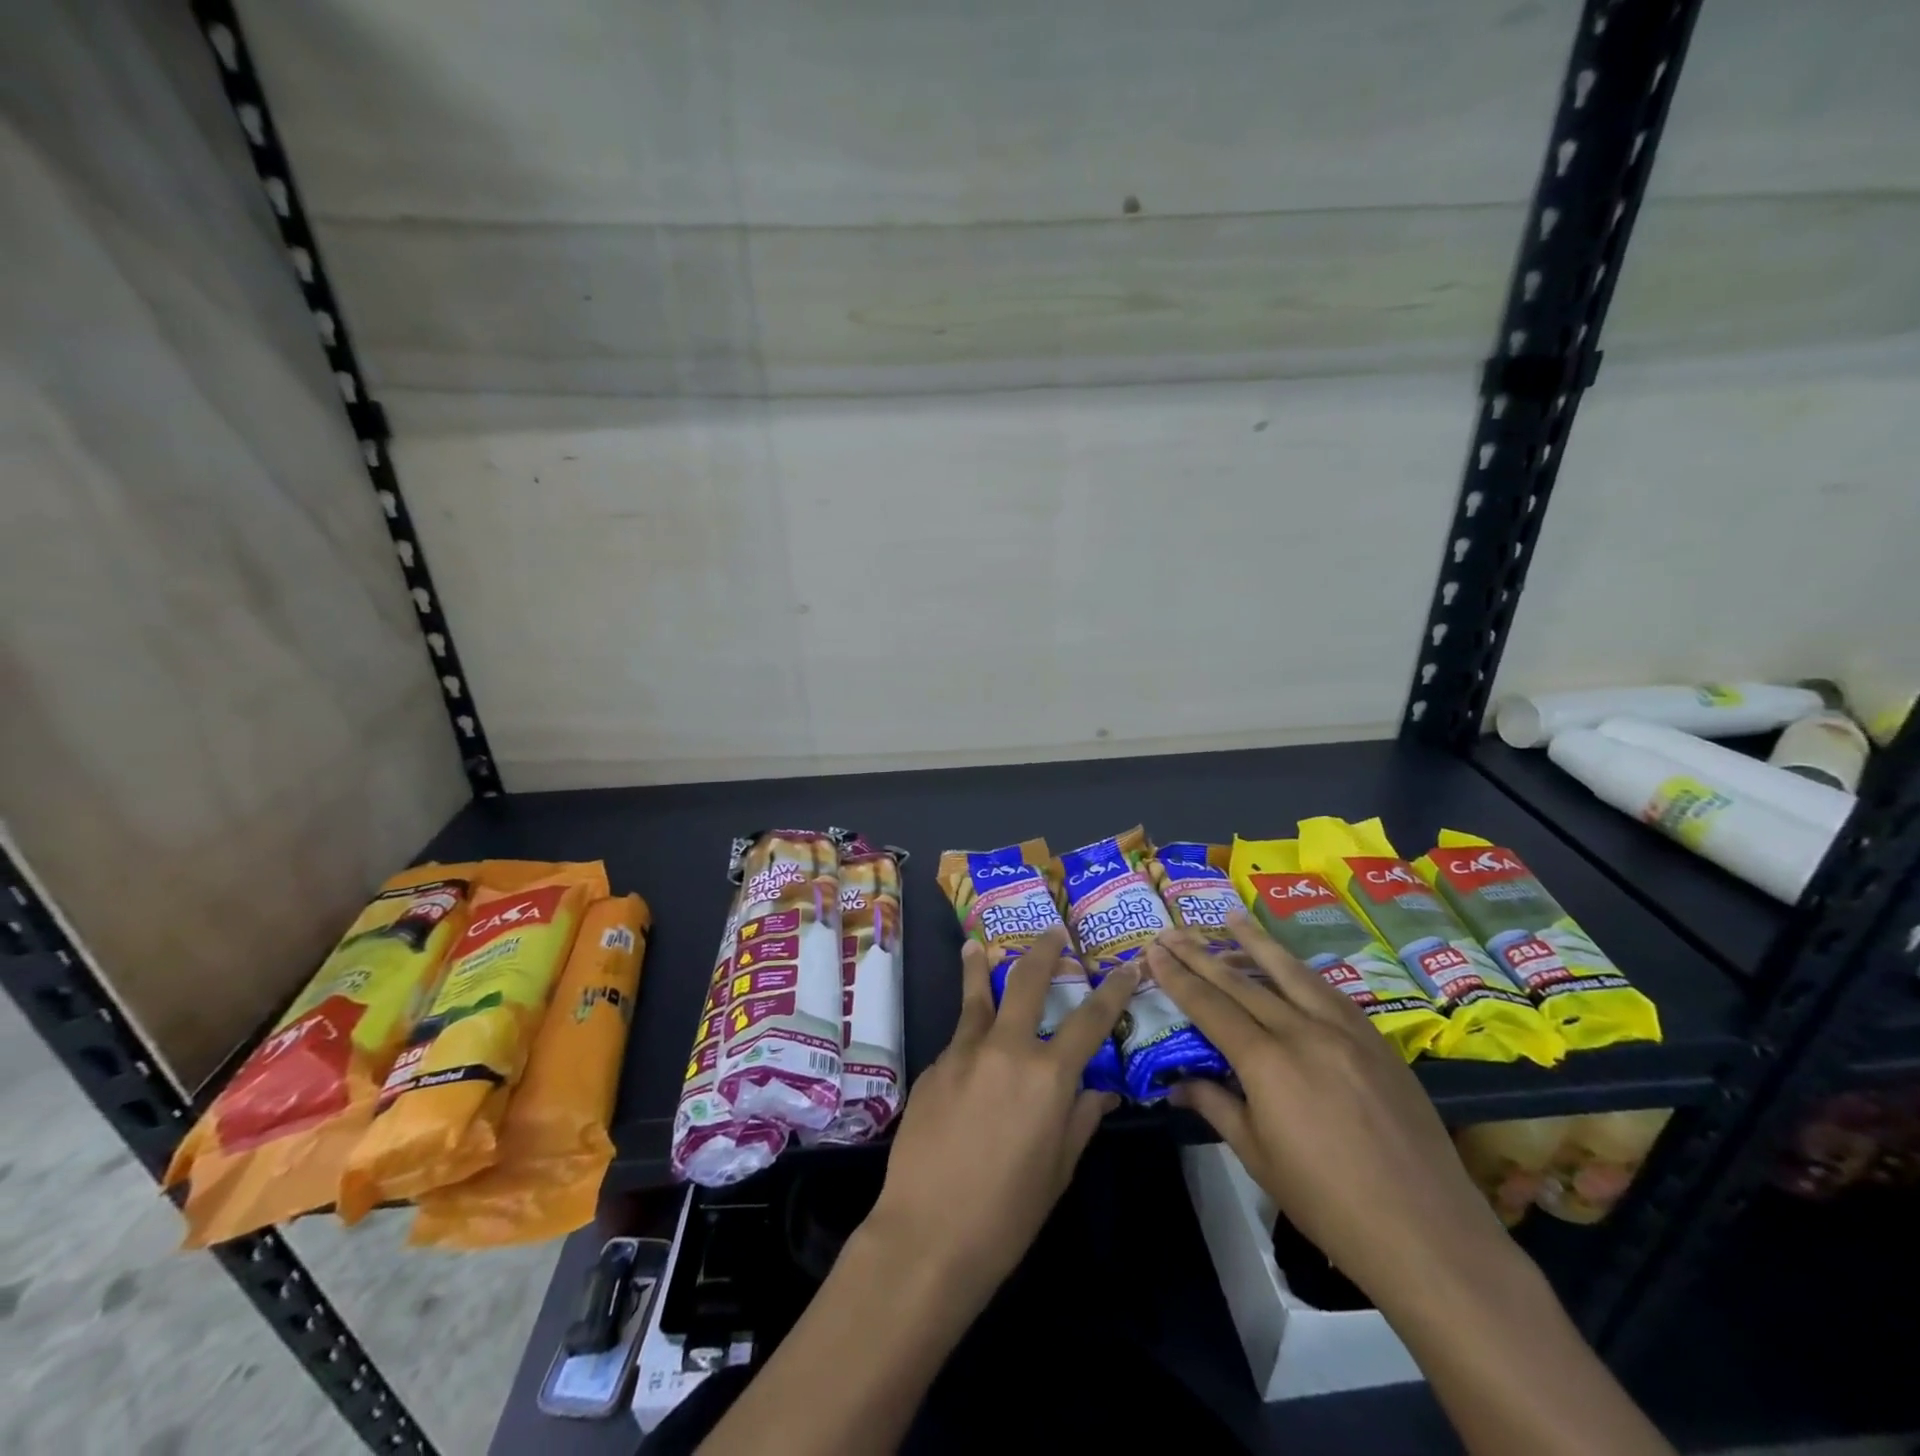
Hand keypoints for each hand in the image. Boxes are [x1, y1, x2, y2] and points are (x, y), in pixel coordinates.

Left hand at [866, 927, 1134, 1297]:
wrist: (927, 1234)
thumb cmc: (1007, 1214)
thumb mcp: (1058, 1169)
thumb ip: (1081, 1118)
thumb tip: (1101, 1088)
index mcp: (1047, 1075)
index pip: (1090, 1019)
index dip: (1113, 990)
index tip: (1128, 967)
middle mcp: (1006, 1048)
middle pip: (1027, 981)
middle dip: (1045, 951)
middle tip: (1053, 931)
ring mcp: (963, 1052)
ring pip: (977, 995)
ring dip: (979, 966)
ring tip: (976, 946)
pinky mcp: (933, 1066)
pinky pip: (959, 1040)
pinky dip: (969, 1034)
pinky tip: (968, 1049)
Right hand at [1147, 914, 1509, 1301]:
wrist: (1428, 1235)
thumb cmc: (1329, 1204)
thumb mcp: (1258, 1156)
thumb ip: (1215, 1105)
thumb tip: (1176, 1083)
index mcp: (1267, 1062)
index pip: (1209, 1005)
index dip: (1177, 976)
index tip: (1152, 949)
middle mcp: (1304, 1032)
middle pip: (1242, 980)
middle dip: (1201, 953)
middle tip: (1172, 929)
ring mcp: (1346, 1032)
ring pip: (1291, 972)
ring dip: (1256, 942)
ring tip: (1231, 916)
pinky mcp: (1378, 1042)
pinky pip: (1329, 992)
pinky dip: (1300, 972)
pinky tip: (1290, 965)